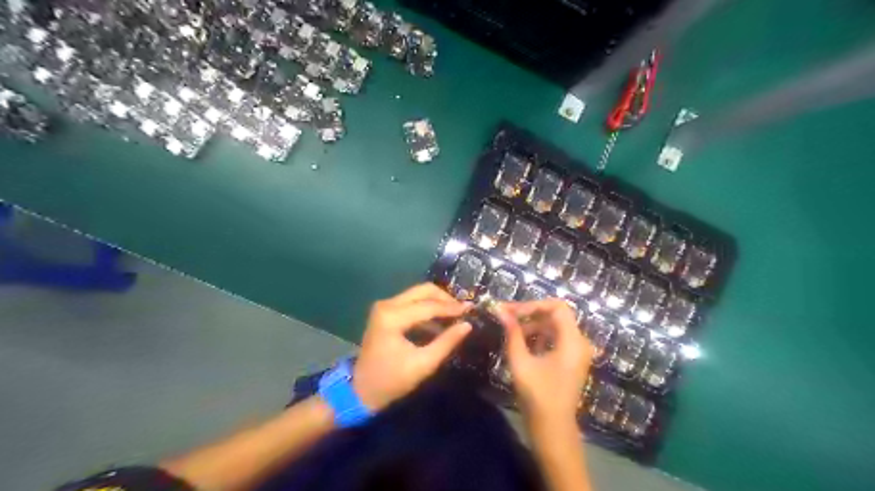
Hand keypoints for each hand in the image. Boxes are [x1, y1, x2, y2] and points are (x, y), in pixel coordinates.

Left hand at [351, 282, 470, 412]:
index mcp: (392, 317)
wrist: (361, 390)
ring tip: (456, 315)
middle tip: (463, 310)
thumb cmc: (392, 381)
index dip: (452, 308)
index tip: (471, 309)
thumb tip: (467, 325)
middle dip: (445, 298)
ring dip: (437, 301)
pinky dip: (427, 307)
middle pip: (423, 290)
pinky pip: (411, 301)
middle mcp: (387, 304)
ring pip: (418, 293)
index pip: (429, 306)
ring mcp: (384, 306)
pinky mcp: (385, 311)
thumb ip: (446, 342)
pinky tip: (440, 320)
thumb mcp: (423, 364)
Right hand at [496, 302, 590, 423]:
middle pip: (556, 315)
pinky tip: (520, 342)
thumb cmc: (537, 396)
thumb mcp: (521, 362)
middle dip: (530, 313)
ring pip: (554, 326)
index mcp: (572, 341)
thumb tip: (500, 310)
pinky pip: (555, 339)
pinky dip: (538, 336)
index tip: (511, 311)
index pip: (557, 307)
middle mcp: (579, 342)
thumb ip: (512, 333)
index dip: (533, 305)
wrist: (553, 429)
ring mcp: (576, 352)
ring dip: (532, 324)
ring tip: (509, 329)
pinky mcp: (570, 360)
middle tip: (506, 316)